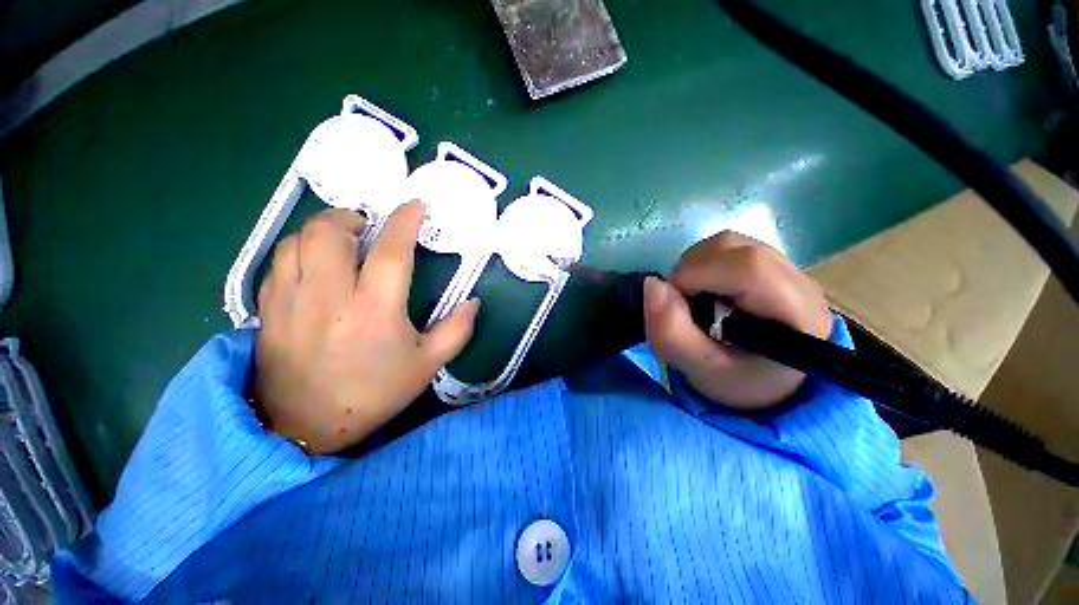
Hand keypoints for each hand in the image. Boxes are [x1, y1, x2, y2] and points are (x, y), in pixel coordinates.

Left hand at [255, 201, 479, 453]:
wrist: (307, 427)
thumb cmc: (374, 393)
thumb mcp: (427, 365)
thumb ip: (456, 330)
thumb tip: (474, 302)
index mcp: (375, 311)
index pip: (392, 251)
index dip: (405, 221)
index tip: (415, 205)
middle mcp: (330, 298)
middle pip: (330, 233)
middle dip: (350, 218)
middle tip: (366, 229)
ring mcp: (292, 301)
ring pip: (298, 241)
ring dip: (322, 230)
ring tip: (341, 242)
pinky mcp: (268, 310)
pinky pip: (278, 262)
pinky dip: (299, 251)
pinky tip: (314, 264)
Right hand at [644, 231, 831, 410]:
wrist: (768, 379)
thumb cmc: (739, 381)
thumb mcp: (701, 370)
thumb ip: (672, 334)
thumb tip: (652, 285)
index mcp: (794, 311)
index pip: (747, 268)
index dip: (697, 276)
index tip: (676, 302)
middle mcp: (796, 278)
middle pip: (731, 248)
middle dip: (690, 272)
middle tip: (683, 305)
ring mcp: (784, 265)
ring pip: (726, 244)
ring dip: (694, 268)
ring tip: (693, 299)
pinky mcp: (768, 262)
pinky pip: (725, 249)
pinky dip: (701, 265)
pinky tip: (705, 290)